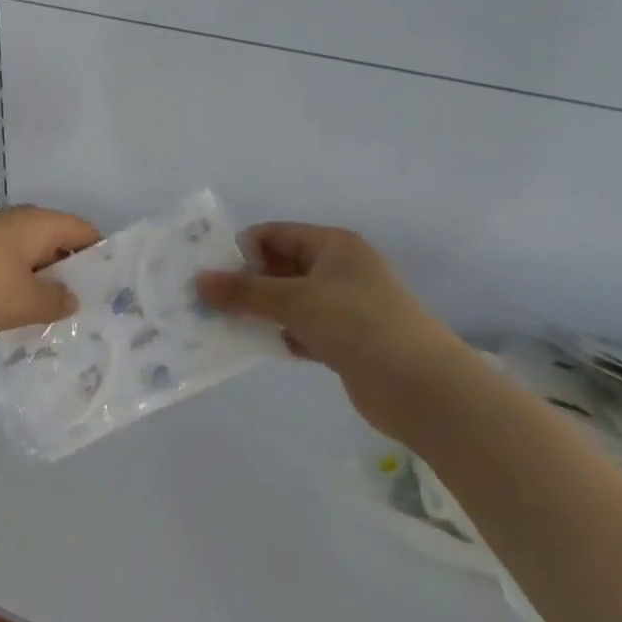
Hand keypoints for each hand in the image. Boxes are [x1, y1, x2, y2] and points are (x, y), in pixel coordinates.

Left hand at [0, 206, 100, 338]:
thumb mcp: (22, 303)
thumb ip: (56, 302)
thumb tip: (71, 298)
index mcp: (36, 223)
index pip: (85, 231)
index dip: (102, 259)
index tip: (112, 294)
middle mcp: (14, 221)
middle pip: (58, 244)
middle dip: (72, 277)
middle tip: (87, 315)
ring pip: (29, 258)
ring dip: (41, 286)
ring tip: (53, 322)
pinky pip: (4, 266)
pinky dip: (15, 287)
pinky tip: (13, 316)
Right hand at [196, 223, 472, 436]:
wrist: (421, 386)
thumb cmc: (357, 324)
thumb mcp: (295, 300)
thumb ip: (246, 291)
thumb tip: (199, 280)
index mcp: (334, 245)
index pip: (276, 234)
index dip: (241, 249)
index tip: (209, 272)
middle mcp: (339, 269)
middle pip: (281, 267)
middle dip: (246, 282)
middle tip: (206, 300)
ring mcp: (345, 307)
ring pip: (290, 301)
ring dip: (260, 311)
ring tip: (219, 323)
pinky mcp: (346, 341)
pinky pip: (302, 329)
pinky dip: (279, 335)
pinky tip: (252, 345)